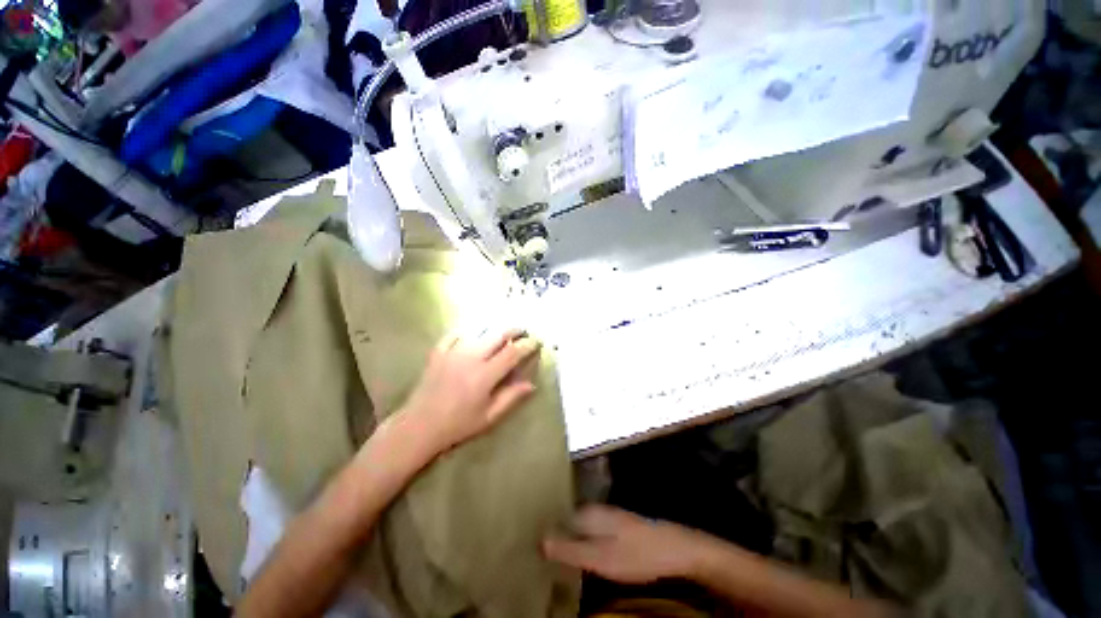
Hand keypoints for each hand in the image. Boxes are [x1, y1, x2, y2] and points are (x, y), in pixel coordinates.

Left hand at [400, 329, 540, 454]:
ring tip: (503, 331)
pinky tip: (474, 333)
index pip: (512, 352)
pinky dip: (469, 330)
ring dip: (495, 328)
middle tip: (524, 331)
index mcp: (485, 375)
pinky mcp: (438, 352)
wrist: (418, 426)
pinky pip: (456, 333)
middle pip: (498, 334)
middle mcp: (470, 358)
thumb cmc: (457, 425)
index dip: (527, 345)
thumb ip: (511, 397)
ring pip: (479, 330)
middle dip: (514, 330)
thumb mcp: (489, 417)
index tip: (536, 342)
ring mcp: (452, 352)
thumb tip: (532, 384)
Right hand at [543, 505, 708, 584]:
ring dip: (568, 537)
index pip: (557, 516)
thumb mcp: (600, 558)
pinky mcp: (616, 526)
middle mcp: (594, 509)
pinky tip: (581, 553)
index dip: (544, 528)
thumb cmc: (635, 555)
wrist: (674, 549)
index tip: (529, 541)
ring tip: (554, 553)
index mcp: (587, 512)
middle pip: (567, 519)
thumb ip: (570, 550)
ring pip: (579, 524)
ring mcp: (607, 516)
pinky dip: (582, 540)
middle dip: (554, 532)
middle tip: (538, 551)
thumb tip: (539, 541)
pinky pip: (590, 530)